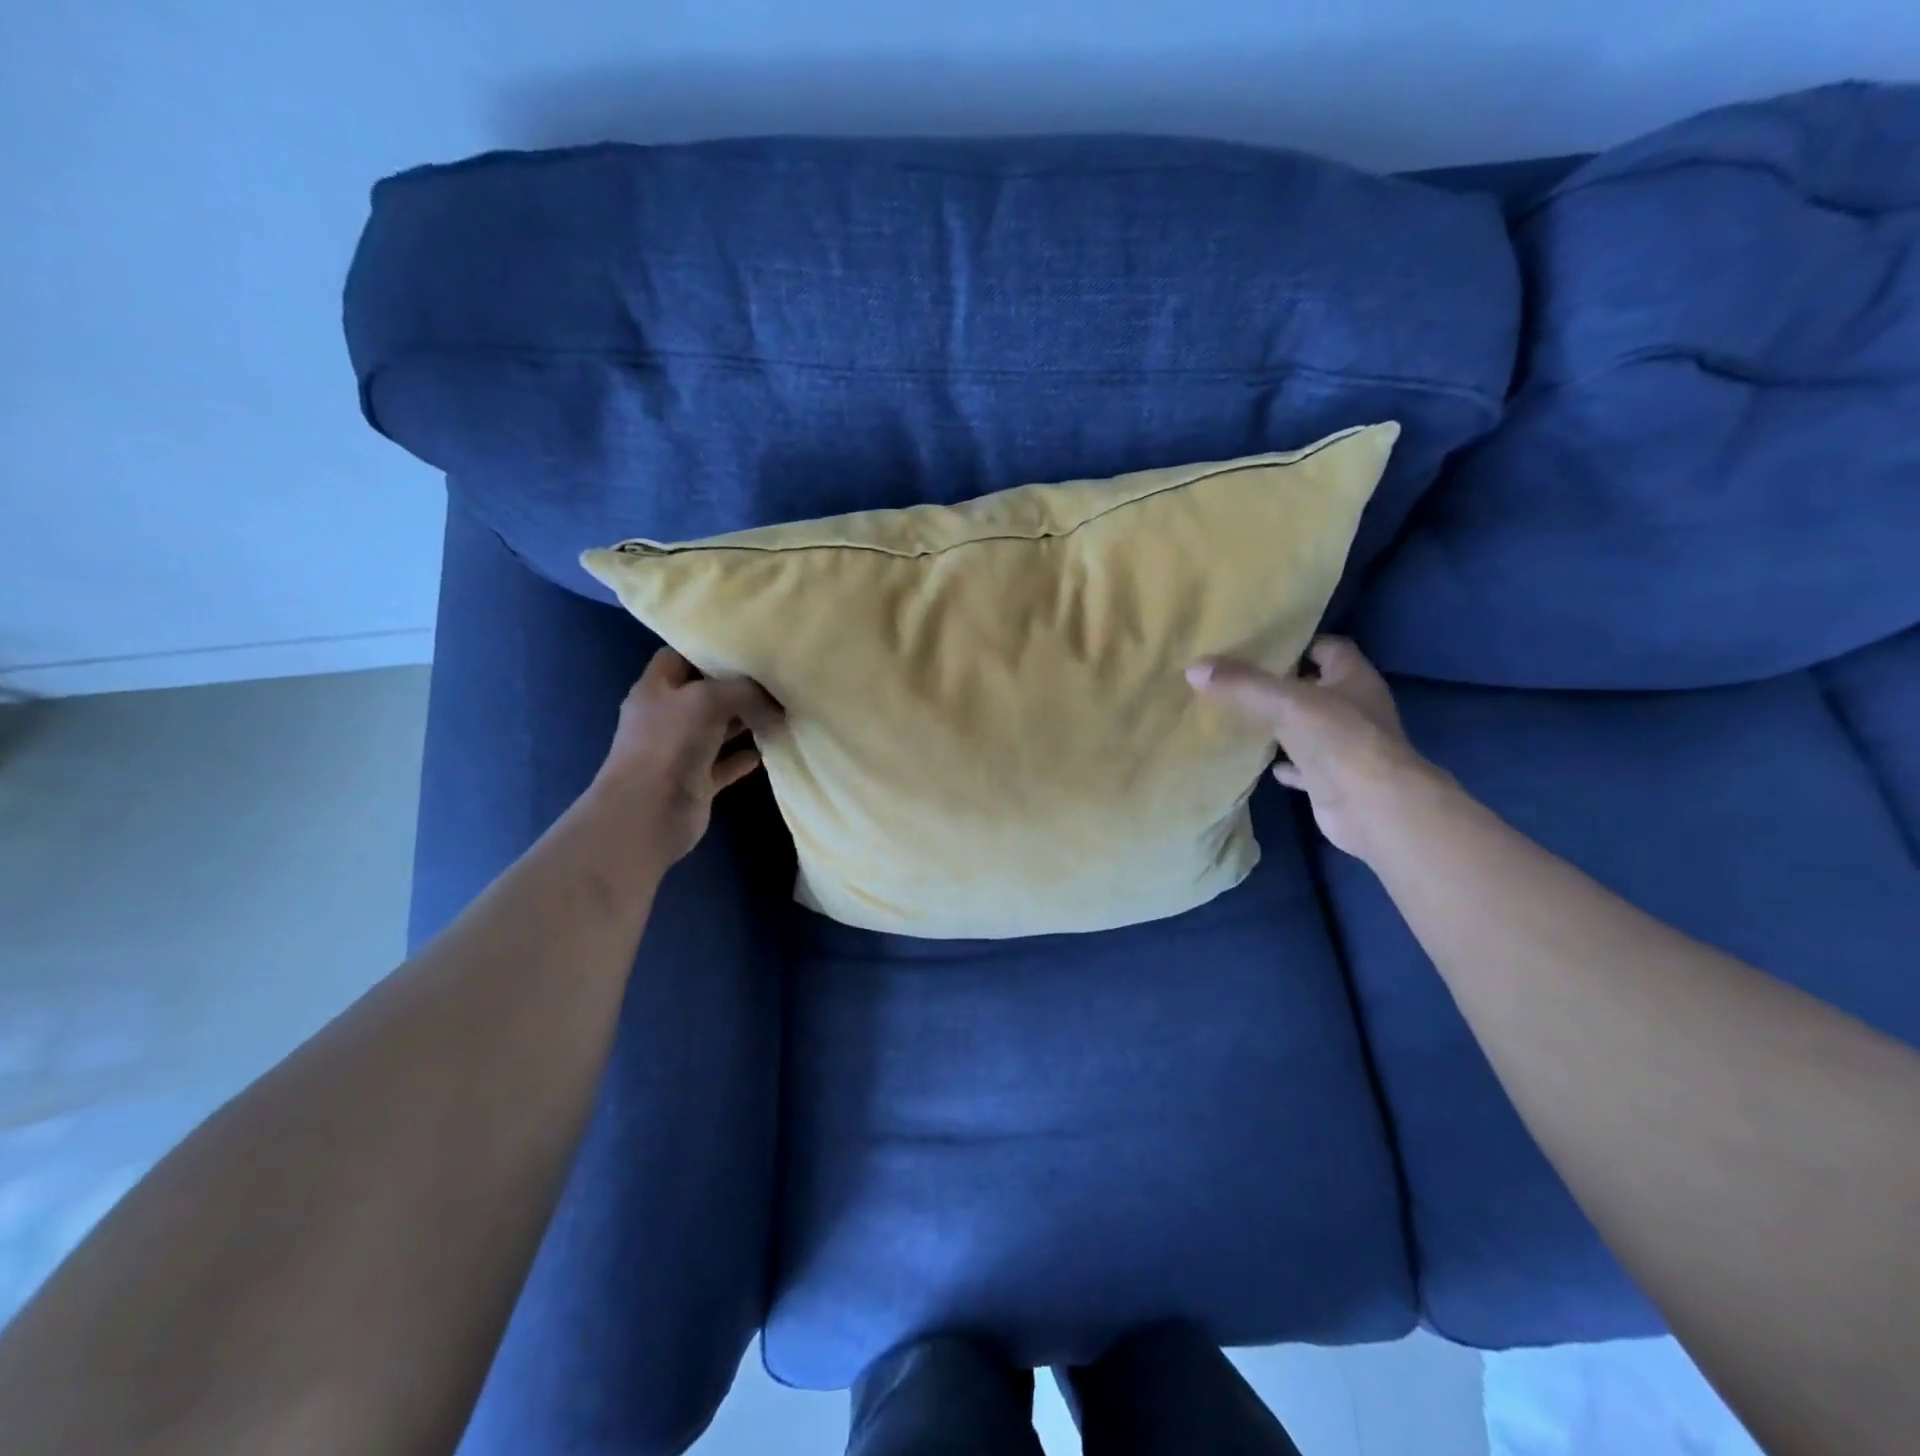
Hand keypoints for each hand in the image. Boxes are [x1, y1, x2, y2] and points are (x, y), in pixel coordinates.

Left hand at [590, 647, 783, 868]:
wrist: (647, 814)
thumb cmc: (669, 745)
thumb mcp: (708, 700)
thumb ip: (745, 692)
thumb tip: (775, 704)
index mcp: (656, 688)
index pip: (679, 656)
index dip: (708, 649)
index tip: (745, 648)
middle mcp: (666, 716)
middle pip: (703, 693)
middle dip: (736, 687)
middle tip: (775, 680)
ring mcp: (680, 751)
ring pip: (717, 729)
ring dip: (745, 722)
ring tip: (781, 711)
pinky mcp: (696, 781)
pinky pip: (724, 764)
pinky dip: (744, 758)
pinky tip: (769, 751)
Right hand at [1188, 636, 1441, 861]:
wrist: (1373, 808)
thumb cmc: (1339, 740)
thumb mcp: (1285, 702)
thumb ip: (1242, 684)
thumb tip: (1194, 666)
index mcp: (1353, 679)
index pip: (1329, 648)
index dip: (1298, 644)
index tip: (1261, 646)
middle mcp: (1355, 709)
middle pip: (1316, 688)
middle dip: (1282, 685)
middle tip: (1238, 680)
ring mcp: (1346, 747)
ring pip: (1309, 728)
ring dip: (1282, 725)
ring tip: (1241, 717)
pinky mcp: (1334, 779)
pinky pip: (1304, 766)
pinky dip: (1285, 765)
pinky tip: (1262, 763)